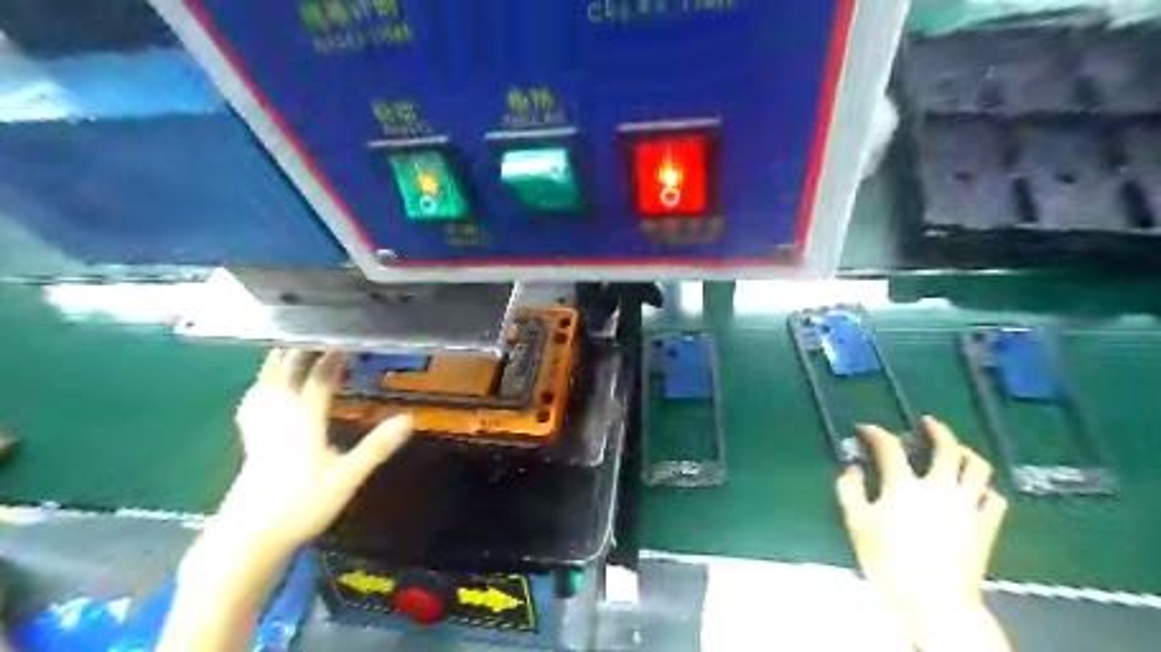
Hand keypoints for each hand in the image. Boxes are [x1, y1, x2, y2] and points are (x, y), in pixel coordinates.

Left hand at [219, 348, 413, 547]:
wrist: (250, 537)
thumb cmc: (303, 505)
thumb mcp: (348, 476)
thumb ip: (377, 446)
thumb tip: (410, 420)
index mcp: (304, 421)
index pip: (318, 380)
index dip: (332, 361)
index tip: (345, 344)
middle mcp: (279, 416)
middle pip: (285, 373)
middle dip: (300, 351)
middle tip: (314, 334)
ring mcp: (260, 427)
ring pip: (265, 384)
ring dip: (277, 362)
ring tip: (286, 347)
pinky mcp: (250, 440)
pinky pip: (253, 400)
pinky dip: (260, 385)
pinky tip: (262, 387)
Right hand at [839, 414, 1013, 649]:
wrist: (935, 601)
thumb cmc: (889, 562)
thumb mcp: (857, 525)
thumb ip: (850, 491)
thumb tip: (850, 469)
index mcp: (905, 486)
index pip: (889, 448)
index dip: (876, 433)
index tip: (865, 429)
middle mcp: (940, 488)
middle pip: (947, 448)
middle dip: (937, 430)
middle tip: (927, 422)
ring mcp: (967, 507)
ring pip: (978, 469)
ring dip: (966, 452)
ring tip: (956, 449)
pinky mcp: (985, 527)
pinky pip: (995, 500)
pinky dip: (985, 488)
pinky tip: (977, 490)